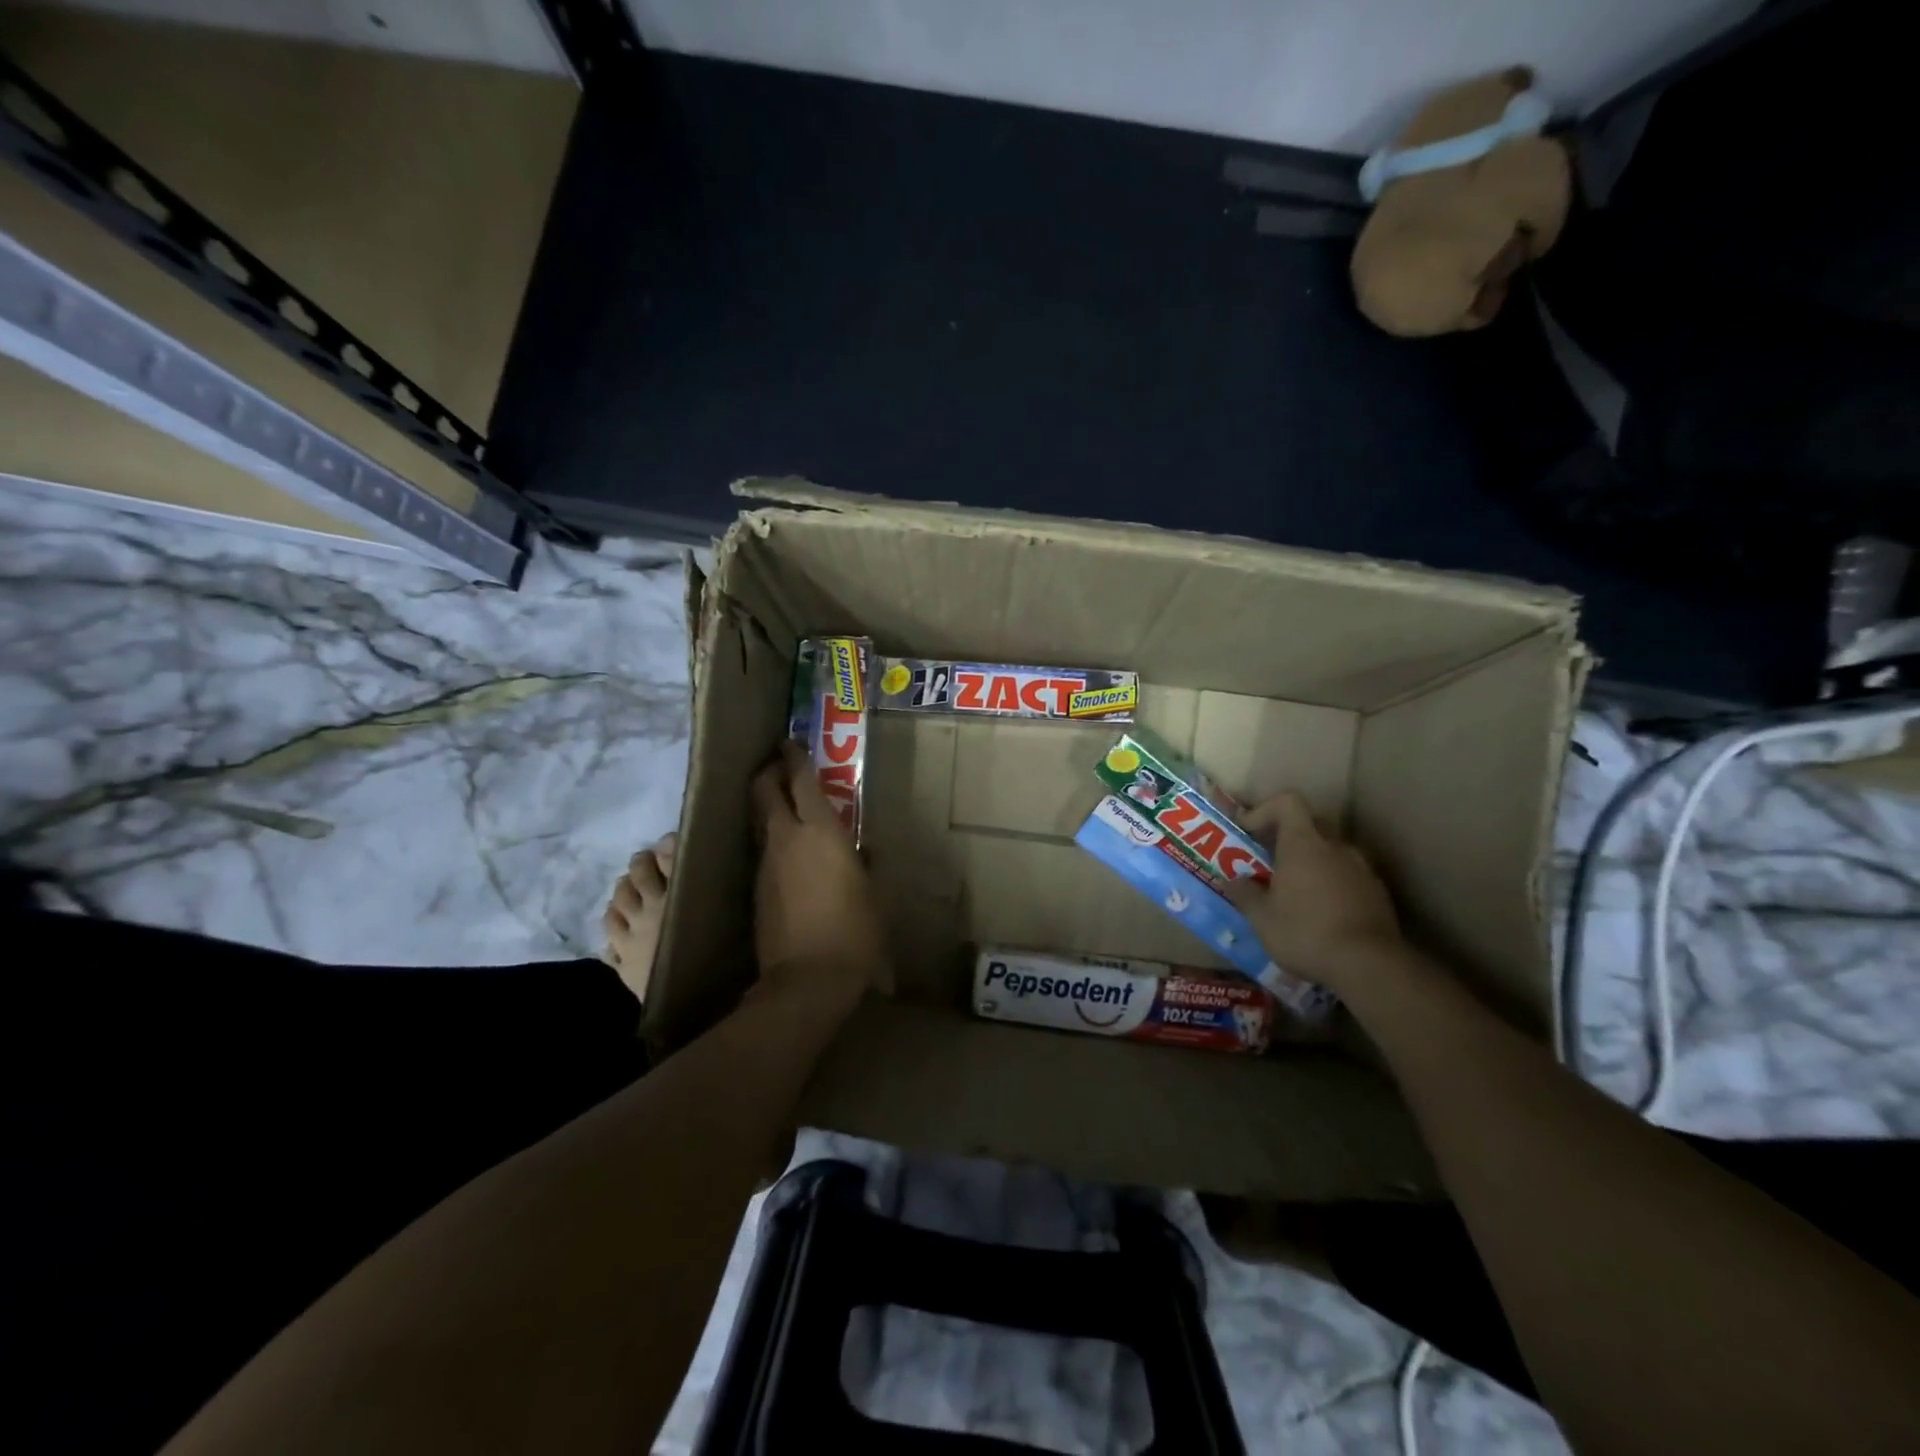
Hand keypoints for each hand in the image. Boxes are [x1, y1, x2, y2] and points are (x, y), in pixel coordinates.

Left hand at [748, 742, 891, 1007]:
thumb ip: (862, 863)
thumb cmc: (854, 932)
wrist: (807, 980)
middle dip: (769, 772)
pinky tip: (784, 849)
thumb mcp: (872, 893)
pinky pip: (762, 849)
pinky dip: (770, 837)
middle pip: (766, 791)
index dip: (795, 758)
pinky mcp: (756, 888)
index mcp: (821, 833)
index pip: (802, 781)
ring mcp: (766, 863)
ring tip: (782, 802)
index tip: (790, 742)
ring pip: (760, 819)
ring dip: (768, 805)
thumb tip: (858, 849)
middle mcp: (787, 839)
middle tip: (778, 765)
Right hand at [1225, 792, 1404, 993]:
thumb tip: (1232, 881)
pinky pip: (1349, 875)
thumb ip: (1244, 894)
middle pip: (1309, 825)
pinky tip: (1323, 913)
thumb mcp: (1261, 918)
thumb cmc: (1305, 932)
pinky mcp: (1378, 892)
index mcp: (1303, 843)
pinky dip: (1333, 884)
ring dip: (1312, 864)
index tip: (1249, 833)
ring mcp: (1362, 868)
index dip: (1265, 810)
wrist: (1370, 966)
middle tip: (1269, 864)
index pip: (1288, 802)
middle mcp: (1335, 847)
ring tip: (1296, 894)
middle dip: (1287, 839)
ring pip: (1331, 852)